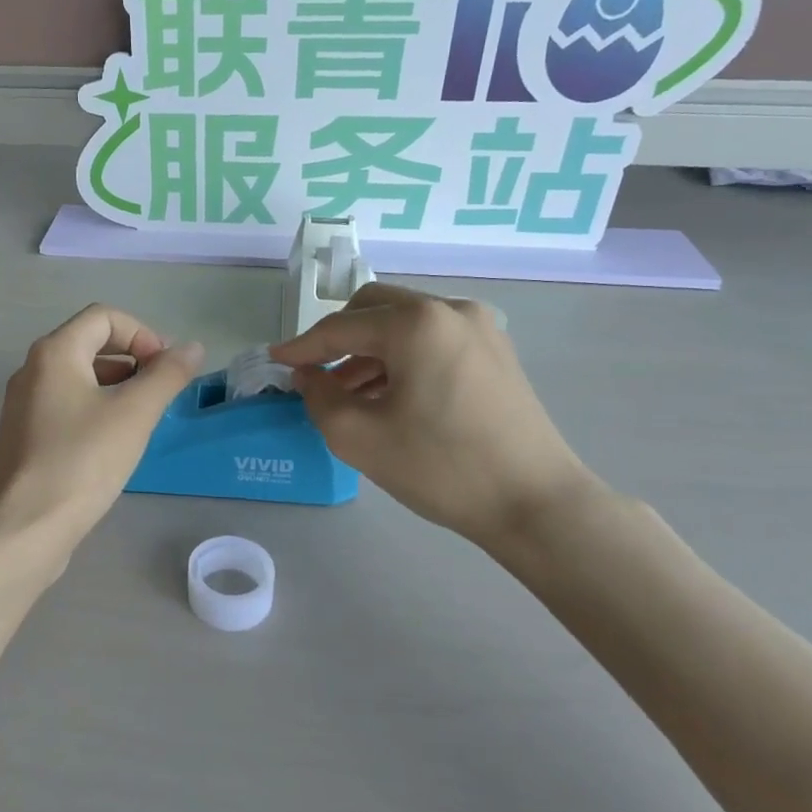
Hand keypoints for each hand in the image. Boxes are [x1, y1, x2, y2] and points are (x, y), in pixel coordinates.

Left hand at [0, 305, 204, 550]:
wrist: (26, 527)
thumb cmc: (82, 461)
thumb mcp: (135, 414)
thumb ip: (167, 375)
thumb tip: (192, 347)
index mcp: (55, 352)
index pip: (104, 316)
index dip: (142, 334)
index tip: (165, 369)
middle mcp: (33, 370)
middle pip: (91, 343)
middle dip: (133, 358)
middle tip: (162, 390)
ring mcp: (25, 405)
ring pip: (80, 377)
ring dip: (118, 385)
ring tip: (146, 416)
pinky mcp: (27, 436)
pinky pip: (68, 405)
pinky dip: (98, 408)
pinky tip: (117, 441)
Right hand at [270, 283, 599, 549]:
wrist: (536, 504)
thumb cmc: (442, 467)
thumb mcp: (359, 437)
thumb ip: (319, 397)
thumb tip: (309, 375)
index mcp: (416, 323)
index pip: (341, 327)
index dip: (303, 346)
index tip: (275, 359)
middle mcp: (449, 310)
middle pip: (374, 308)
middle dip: (339, 337)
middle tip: (316, 373)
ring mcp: (479, 328)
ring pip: (404, 323)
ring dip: (370, 350)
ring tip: (349, 393)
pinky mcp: (495, 351)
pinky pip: (432, 339)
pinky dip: (402, 357)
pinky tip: (389, 395)